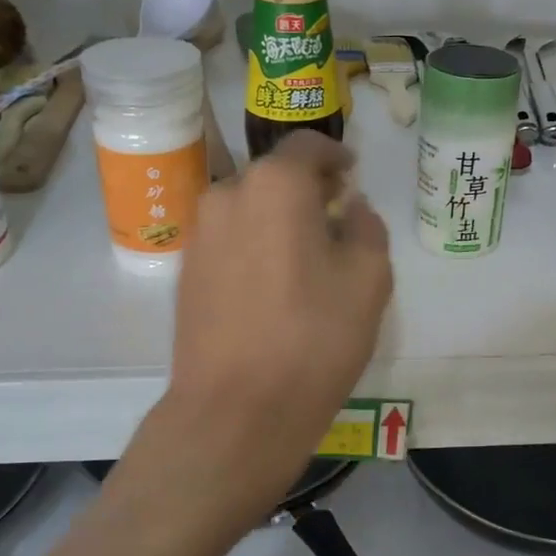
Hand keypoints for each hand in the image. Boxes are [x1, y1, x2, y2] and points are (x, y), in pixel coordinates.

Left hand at [161, 132, 392, 518]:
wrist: (235, 411)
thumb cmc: (314, 338)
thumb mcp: (369, 278)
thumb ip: (367, 227)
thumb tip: (350, 207)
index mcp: (275, 185)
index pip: (307, 145)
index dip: (335, 154)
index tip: (352, 174)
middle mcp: (227, 195)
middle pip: (274, 176)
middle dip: (307, 189)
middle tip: (336, 217)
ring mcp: (200, 235)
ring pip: (249, 208)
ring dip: (278, 219)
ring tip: (307, 256)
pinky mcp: (185, 272)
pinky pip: (230, 240)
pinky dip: (255, 245)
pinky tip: (275, 285)